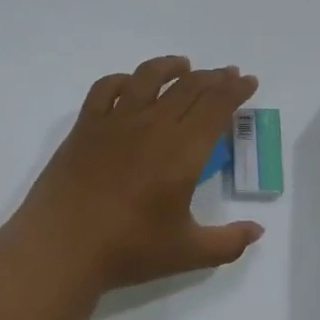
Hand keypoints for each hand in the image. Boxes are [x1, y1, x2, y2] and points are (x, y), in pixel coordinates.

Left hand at [14, 56, 265, 293]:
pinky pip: (105, 89)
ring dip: (170, 67)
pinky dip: (123, 80)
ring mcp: (115, 122)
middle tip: (227, 75)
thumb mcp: (188, 253)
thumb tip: (257, 230)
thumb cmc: (128, 250)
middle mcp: (152, 126)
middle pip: (188, 88)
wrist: (61, 247)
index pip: (216, 107)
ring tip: (184, 66)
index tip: (248, 81)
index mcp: (183, 151)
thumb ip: (228, 242)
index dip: (235, 90)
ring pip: (148, 78)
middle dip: (213, 77)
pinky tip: (130, 84)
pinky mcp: (85, 127)